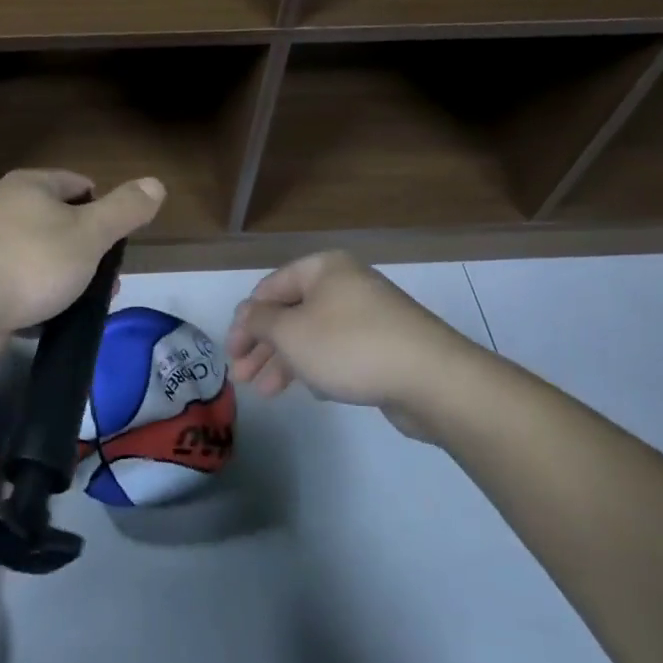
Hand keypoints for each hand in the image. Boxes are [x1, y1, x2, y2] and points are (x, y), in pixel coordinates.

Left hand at [0, 170, 164, 369]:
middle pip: (62, 225)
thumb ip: (124, 210)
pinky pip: (21, 290)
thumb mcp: (88, 233)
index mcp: (30, 187)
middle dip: (90, 254)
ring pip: (44, 262)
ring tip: (88, 308)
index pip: (80, 185)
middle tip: (108, 284)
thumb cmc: (28, 263)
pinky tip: (54, 323)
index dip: (105, 210)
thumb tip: (156, 183)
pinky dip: (40, 304)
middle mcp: (6, 210)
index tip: (120, 244)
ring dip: (68, 283)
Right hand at [226, 251, 482, 440]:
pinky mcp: (385, 345)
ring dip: (285, 362)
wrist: (431, 379)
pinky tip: (312, 392)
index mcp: (323, 269)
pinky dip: (318, 367)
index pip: (269, 288)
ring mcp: (368, 315)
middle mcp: (346, 285)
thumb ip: (260, 322)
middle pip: (291, 313)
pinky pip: (339, 351)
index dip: (245, 320)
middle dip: (263, 347)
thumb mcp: (290, 332)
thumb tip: (246, 313)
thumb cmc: (349, 346)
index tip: (231, 352)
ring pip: (313, 335)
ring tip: (266, 393)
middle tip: (241, 378)